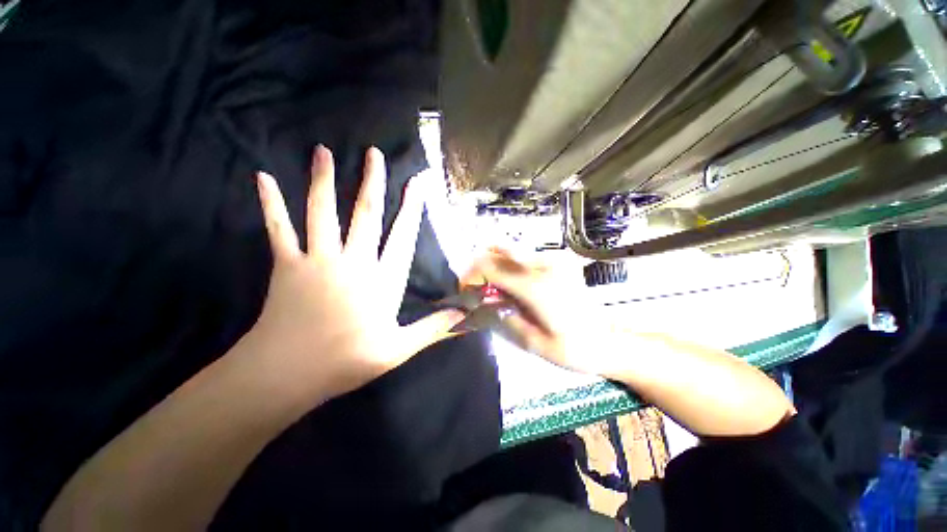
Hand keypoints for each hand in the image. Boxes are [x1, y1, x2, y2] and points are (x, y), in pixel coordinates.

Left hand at [249, 145, 463, 399]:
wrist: (287, 374)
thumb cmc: (347, 361)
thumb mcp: (399, 349)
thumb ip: (433, 328)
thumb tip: (464, 315)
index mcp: (382, 281)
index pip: (402, 237)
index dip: (411, 210)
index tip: (416, 185)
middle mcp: (354, 262)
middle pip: (366, 214)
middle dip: (372, 182)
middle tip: (374, 153)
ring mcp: (319, 260)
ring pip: (323, 212)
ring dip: (324, 180)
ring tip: (323, 151)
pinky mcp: (287, 265)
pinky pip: (279, 228)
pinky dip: (270, 203)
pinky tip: (263, 177)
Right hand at [463, 248, 615, 375]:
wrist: (608, 340)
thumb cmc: (572, 348)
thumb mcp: (531, 341)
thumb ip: (501, 316)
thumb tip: (479, 300)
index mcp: (536, 286)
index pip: (490, 266)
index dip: (471, 276)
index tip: (465, 292)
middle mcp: (544, 265)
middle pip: (497, 251)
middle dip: (479, 268)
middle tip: (476, 290)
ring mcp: (553, 259)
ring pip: (510, 250)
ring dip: (494, 266)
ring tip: (492, 289)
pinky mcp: (558, 260)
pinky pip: (524, 256)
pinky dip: (509, 266)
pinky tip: (512, 286)